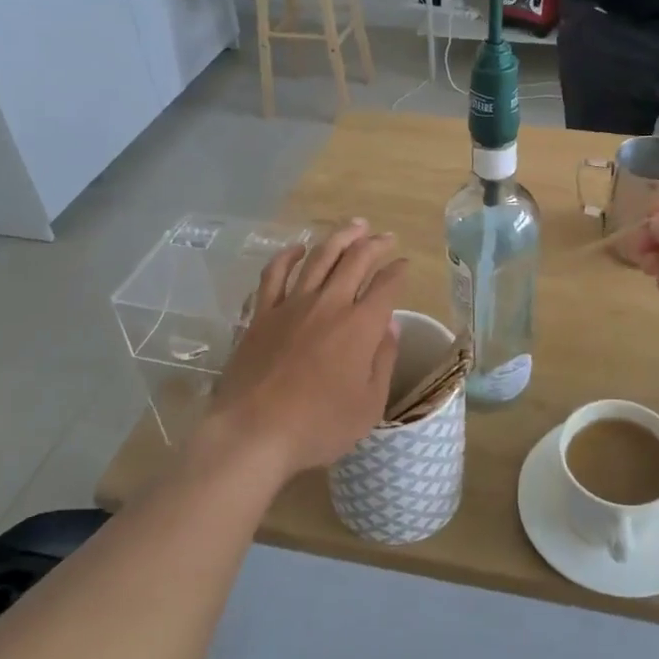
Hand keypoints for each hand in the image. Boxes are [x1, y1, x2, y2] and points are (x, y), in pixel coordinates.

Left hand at [206, 220, 407, 475]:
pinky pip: (275, 274)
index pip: (386, 286)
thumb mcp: (369, 405)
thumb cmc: (318, 426)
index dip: (399, 271)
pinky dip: (288, 256)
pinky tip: (298, 248)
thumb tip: (391, 325)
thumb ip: (383, 361)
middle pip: (356, 261)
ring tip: (354, 225)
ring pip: (320, 258)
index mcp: (361, 326)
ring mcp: (292, 305)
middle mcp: (329, 305)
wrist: (253, 433)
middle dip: (375, 244)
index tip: (405, 264)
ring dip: (340, 237)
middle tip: (386, 236)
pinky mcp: (262, 314)